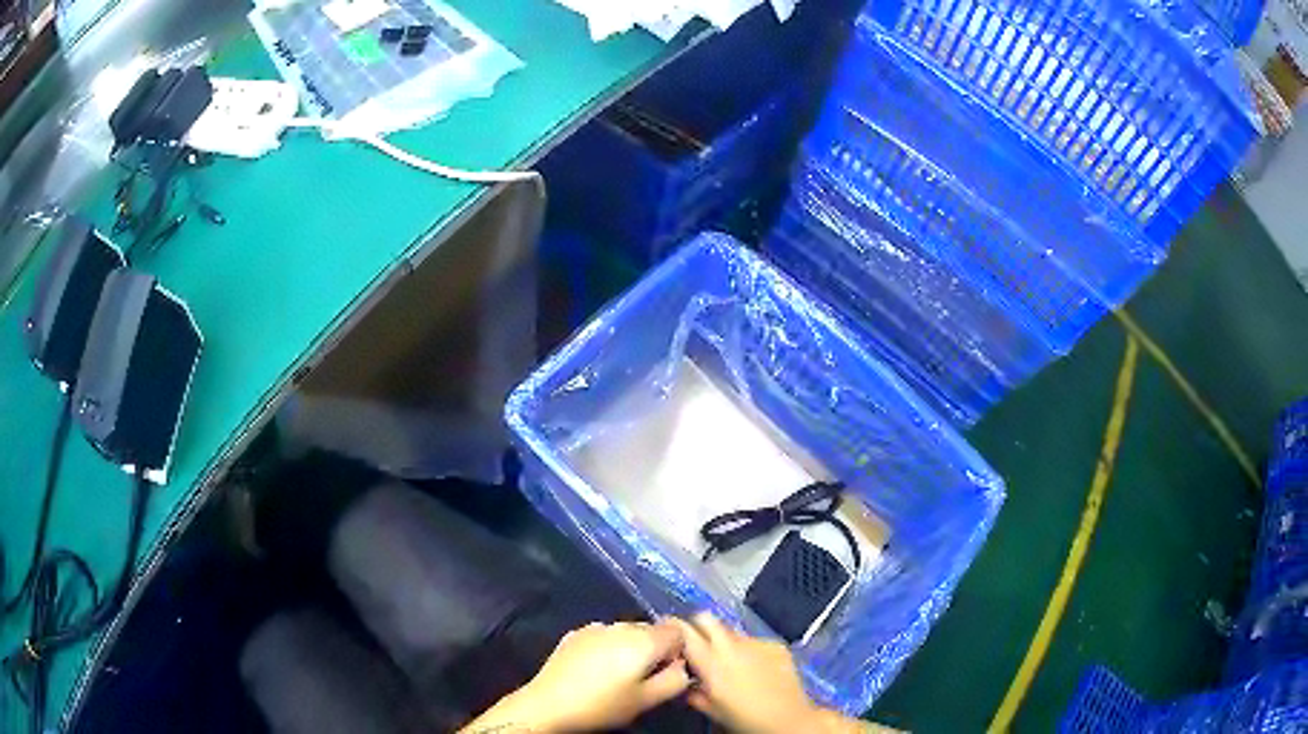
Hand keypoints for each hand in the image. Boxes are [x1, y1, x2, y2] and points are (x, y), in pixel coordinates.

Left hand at [462, 621, 690, 732]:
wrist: (548, 704)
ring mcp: (594, 627)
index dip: (678, 651)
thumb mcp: (647, 700)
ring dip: (629, 648)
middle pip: (651, 630)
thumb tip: (682, 667)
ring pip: (626, 632)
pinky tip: (595, 670)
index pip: (677, 631)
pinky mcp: (574, 634)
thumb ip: (675, 680)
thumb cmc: (603, 705)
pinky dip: (607, 648)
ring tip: (617, 676)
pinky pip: (603, 636)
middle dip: (654, 649)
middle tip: (642, 679)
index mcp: (644, 640)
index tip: (665, 672)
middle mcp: (620, 625)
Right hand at [672, 613, 859, 733]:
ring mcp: (756, 642)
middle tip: (697, 643)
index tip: (668, 633)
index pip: (683, 630)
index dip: (673, 627)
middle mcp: (731, 645)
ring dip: (726, 641)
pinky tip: (756, 668)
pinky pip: (755, 641)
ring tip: (732, 662)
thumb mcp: (711, 709)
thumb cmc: (744, 719)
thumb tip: (685, 681)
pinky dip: (750, 650)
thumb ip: (693, 692)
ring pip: (732, 631)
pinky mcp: (776, 644)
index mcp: (710, 662)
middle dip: (698, 625)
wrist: (788, 719)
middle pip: (707, 618)